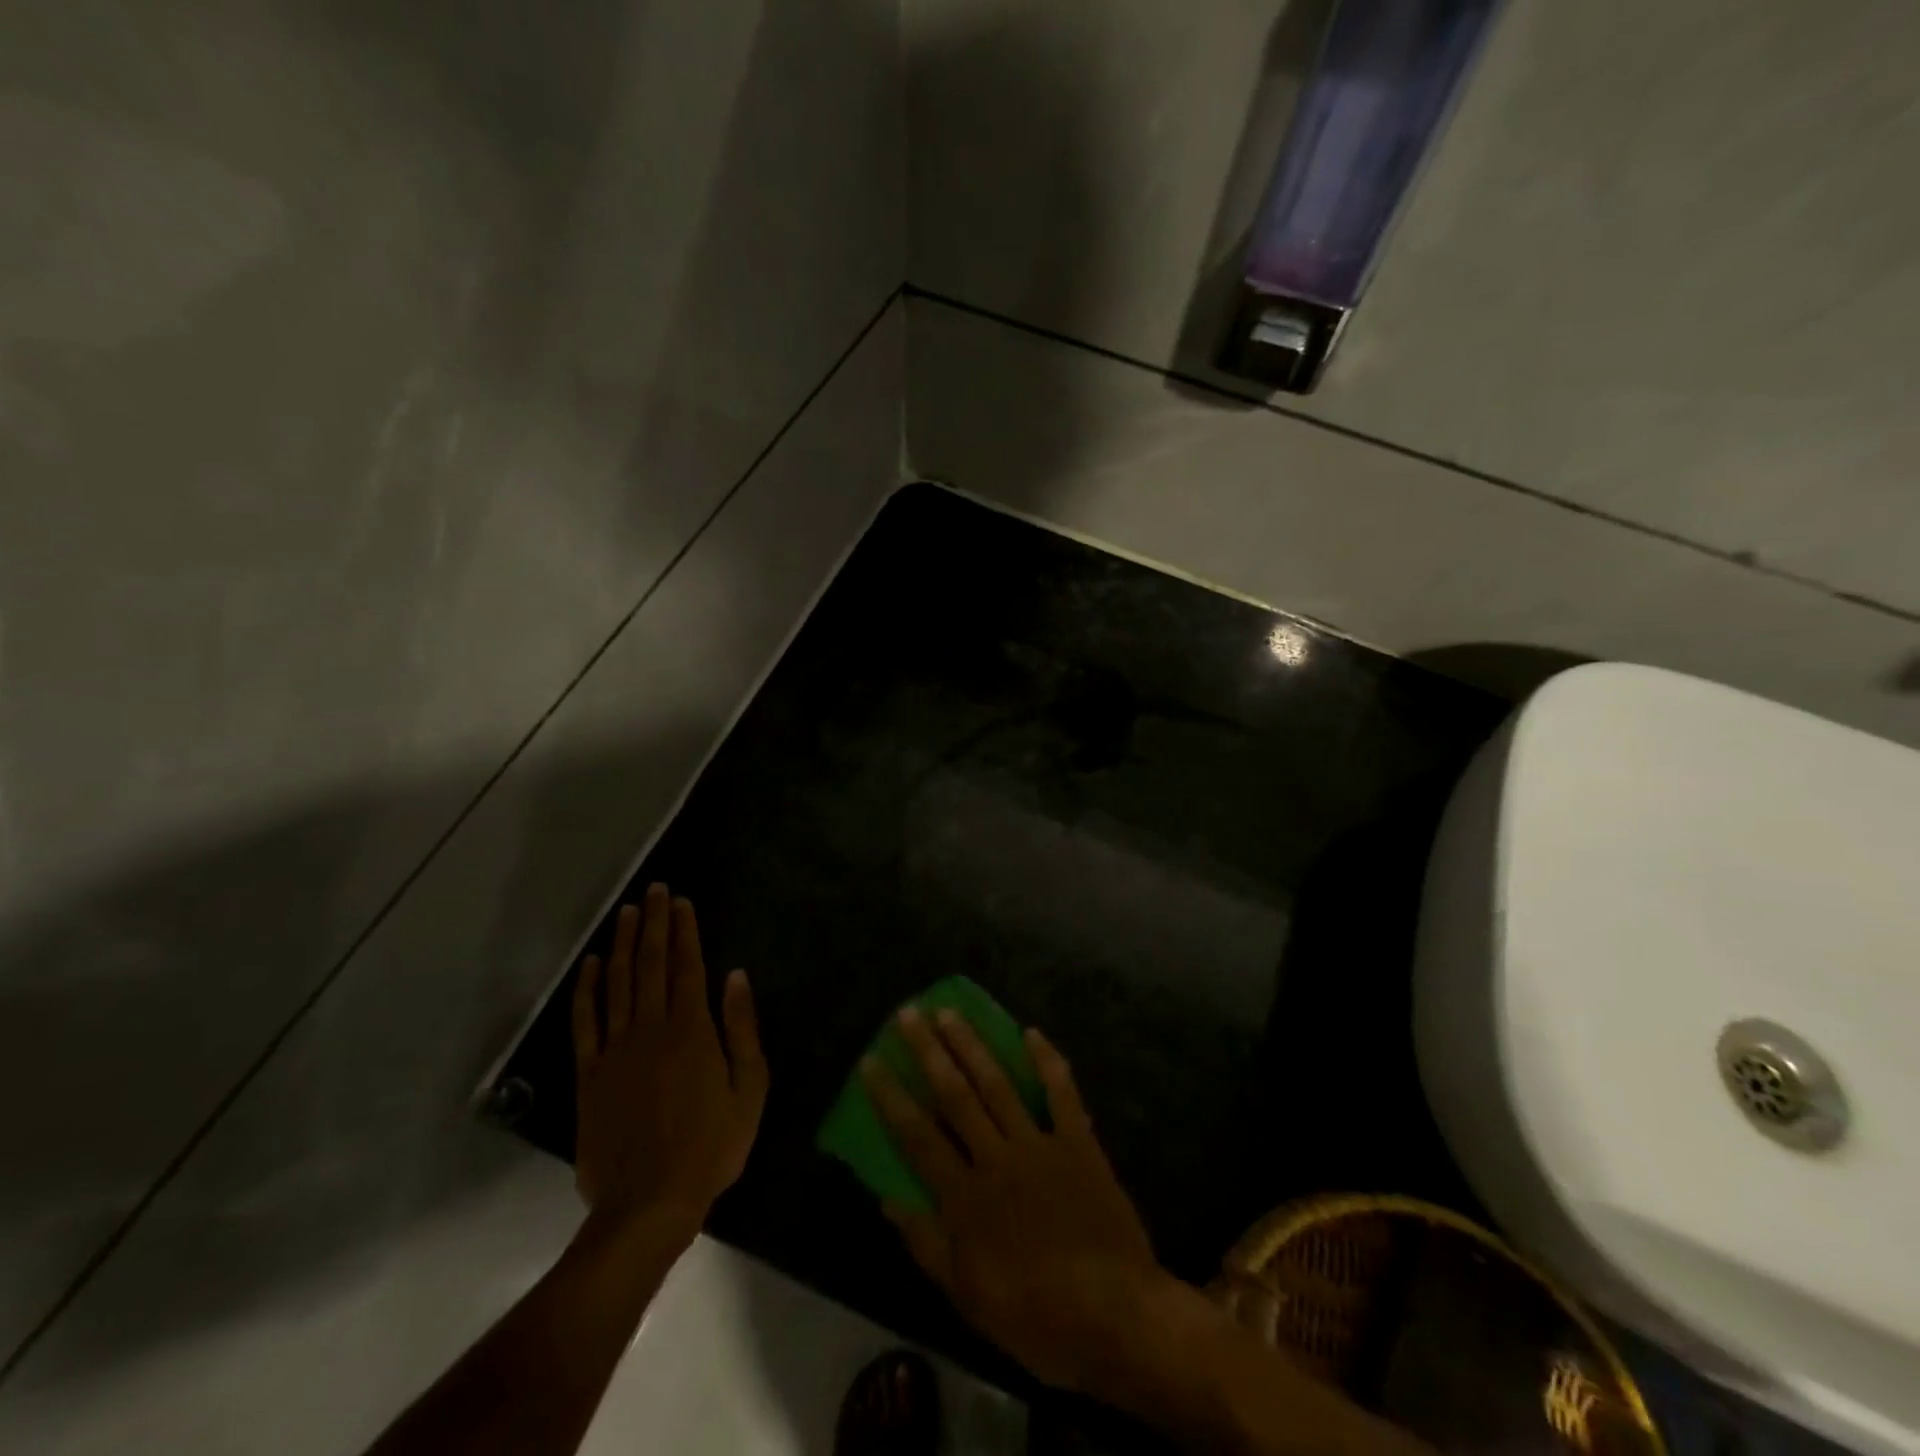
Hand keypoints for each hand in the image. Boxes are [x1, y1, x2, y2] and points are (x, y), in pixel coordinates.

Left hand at [571, 884, 767, 1239]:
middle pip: (650, 964)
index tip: (682, 901)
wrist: (648, 1203)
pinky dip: (586, 989)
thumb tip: (735, 976)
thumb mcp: (749, 1088)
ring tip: (627, 913)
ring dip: (622, 944)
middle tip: (655, 891)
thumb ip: (742, 1029)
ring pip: (617, 983)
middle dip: (654, 924)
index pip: (687, 966)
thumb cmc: (711, 1146)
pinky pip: (585, 1022)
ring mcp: (615, 1050)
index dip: (684, 931)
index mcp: (692, 1030)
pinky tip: (591, 965)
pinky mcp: (589, 1075)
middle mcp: (651, 1028)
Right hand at [864, 1006, 1167, 1395]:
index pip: (917, 1135)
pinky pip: (1061, 1093)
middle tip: (908, 1014)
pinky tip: (1031, 1032)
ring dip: (972, 1045)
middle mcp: (996, 1158)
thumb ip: (926, 1244)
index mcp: (965, 1197)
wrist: (1116, 1316)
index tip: (871, 1060)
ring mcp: (1039, 1144)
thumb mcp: (968, 1298)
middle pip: (955, 1095)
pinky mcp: (1078, 1143)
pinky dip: (1048, 1062)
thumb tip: (887, 1199)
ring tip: (950, 1012)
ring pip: (998, 1084)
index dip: (890, 1096)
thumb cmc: (1036, 1316)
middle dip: (928, 1052)